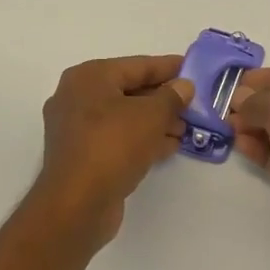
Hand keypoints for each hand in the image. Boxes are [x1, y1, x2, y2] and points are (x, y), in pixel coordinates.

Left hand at [36, 55, 192, 246]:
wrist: (77, 204)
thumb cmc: (113, 146)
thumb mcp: (151, 116)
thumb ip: (172, 97)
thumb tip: (184, 86)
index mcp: (89, 77)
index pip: (137, 65)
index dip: (168, 67)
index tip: (192, 68)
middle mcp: (77, 98)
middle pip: (130, 91)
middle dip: (163, 99)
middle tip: (193, 105)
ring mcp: (76, 129)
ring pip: (125, 117)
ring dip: (156, 122)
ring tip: (186, 129)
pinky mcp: (82, 155)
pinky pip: (118, 139)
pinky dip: (142, 139)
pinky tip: (168, 147)